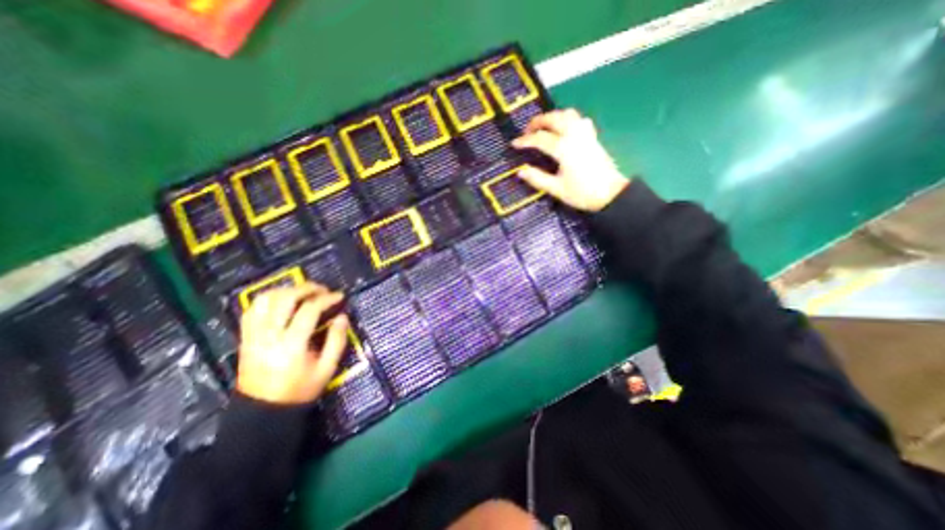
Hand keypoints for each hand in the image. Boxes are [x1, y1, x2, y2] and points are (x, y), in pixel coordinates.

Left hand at [239, 283, 348, 402]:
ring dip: (286, 290)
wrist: (262, 411)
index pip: (309, 310)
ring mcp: (254, 336)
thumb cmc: (300, 390)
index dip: (326, 299)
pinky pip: (252, 310)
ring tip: (303, 292)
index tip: (339, 296)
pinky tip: (282, 300)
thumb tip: (342, 316)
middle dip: (307, 288)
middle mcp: (269, 336)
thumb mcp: (326, 369)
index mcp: (291, 345)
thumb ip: (337, 340)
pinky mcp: (245, 337)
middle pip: (285, 299)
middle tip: (323, 290)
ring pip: (264, 300)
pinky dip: (268, 299)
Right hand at [511, 109, 625, 210]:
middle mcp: (574, 136)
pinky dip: (567, 119)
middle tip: (527, 131)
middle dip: (538, 121)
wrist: (610, 194)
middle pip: (554, 119)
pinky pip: (578, 120)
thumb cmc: (582, 193)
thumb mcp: (556, 189)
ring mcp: (585, 134)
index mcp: (564, 149)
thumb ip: (537, 179)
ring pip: (567, 114)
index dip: (525, 141)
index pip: (540, 139)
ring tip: (543, 127)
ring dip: (553, 117)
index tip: (514, 144)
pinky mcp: (592, 137)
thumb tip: (520, 171)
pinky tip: (564, 129)